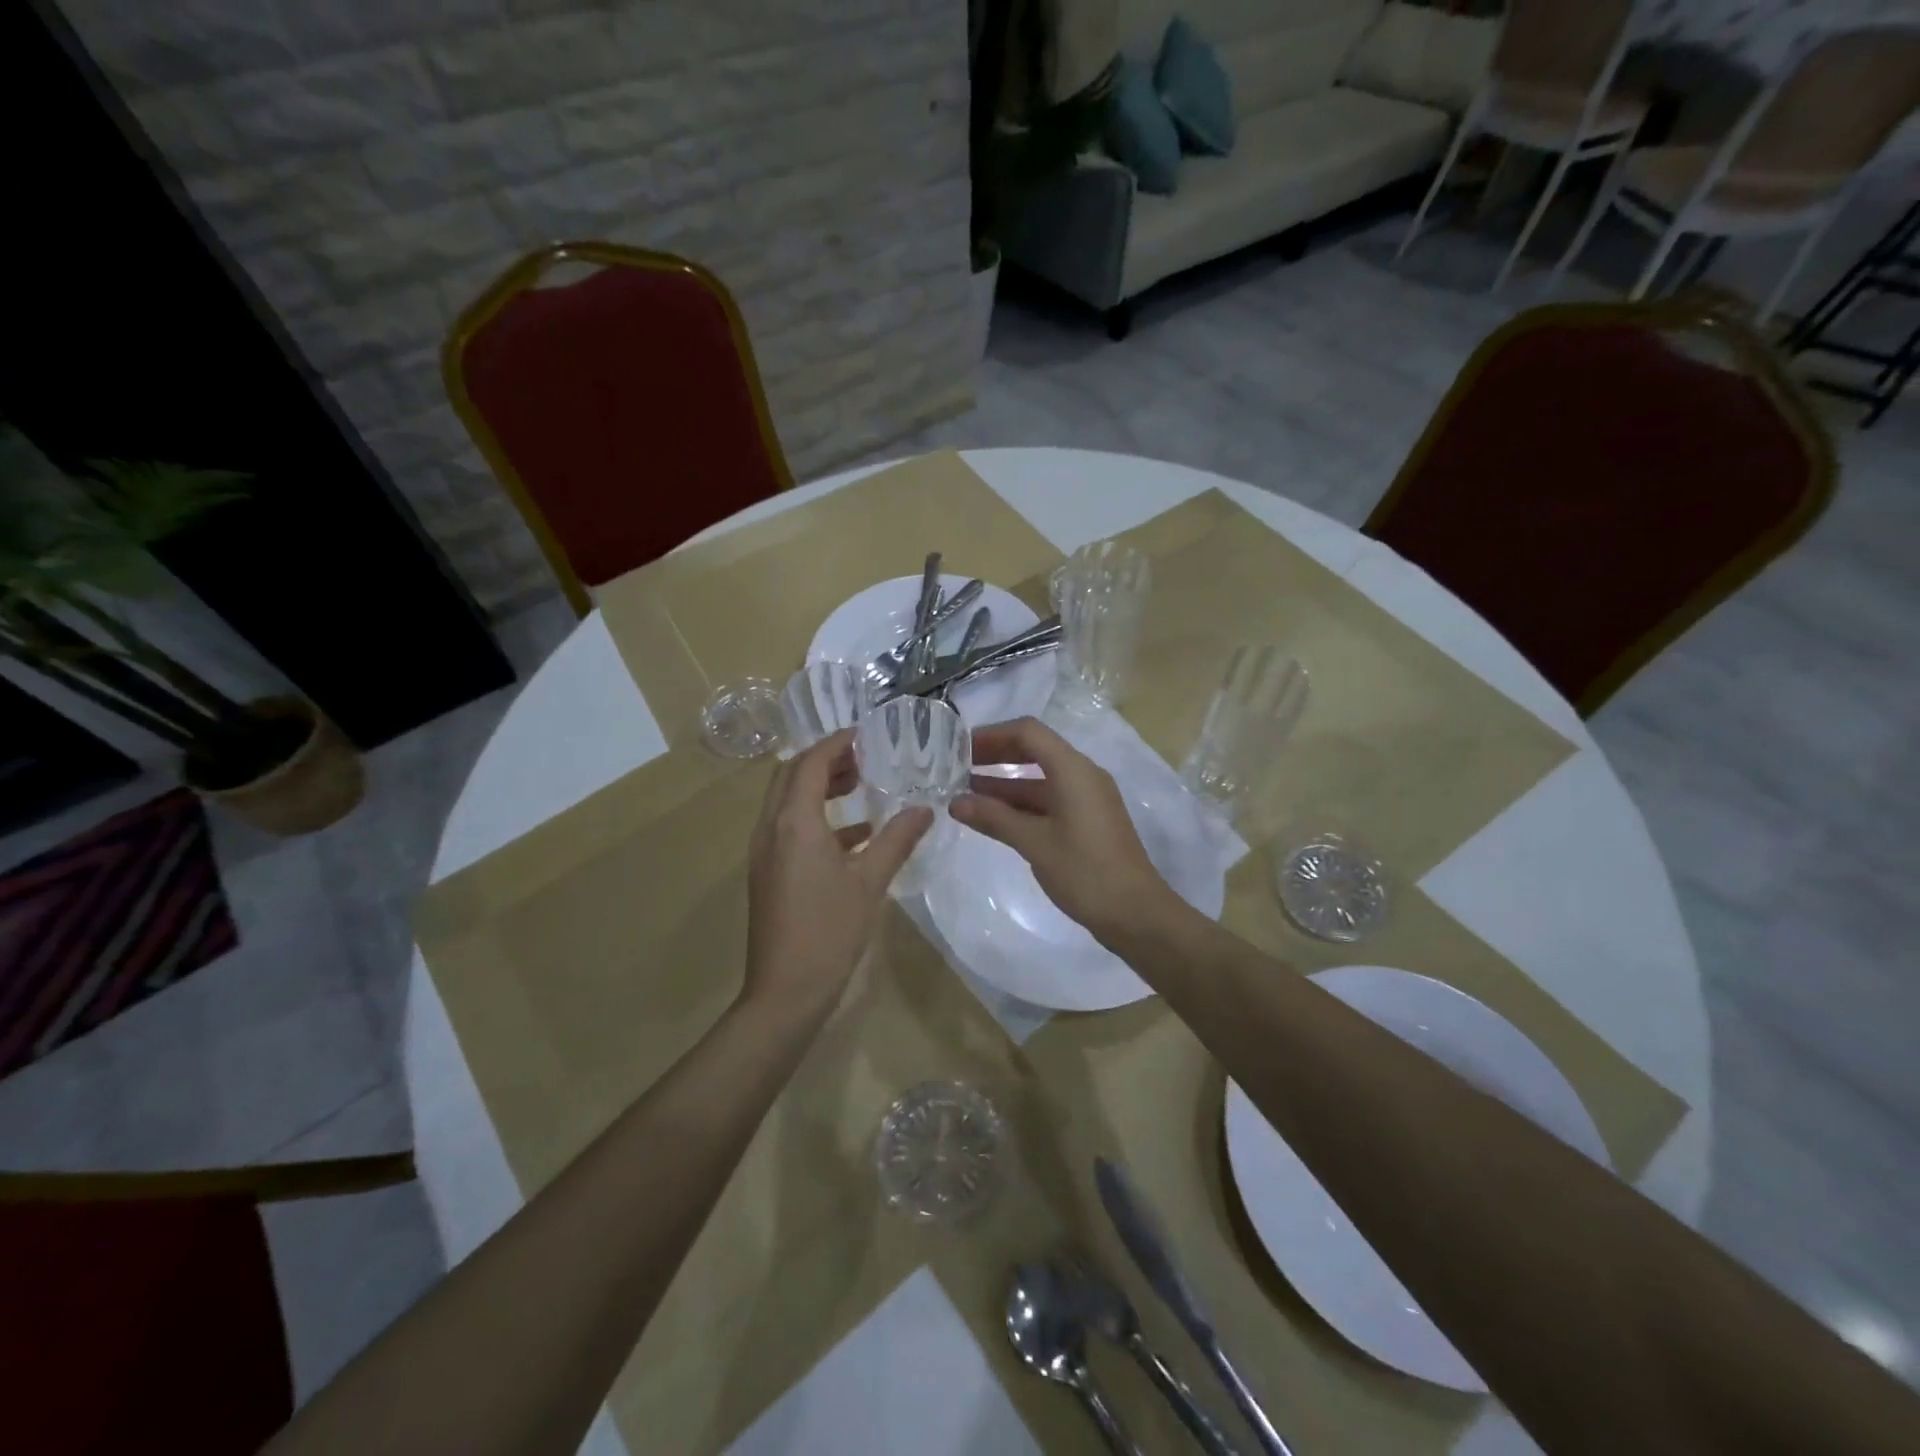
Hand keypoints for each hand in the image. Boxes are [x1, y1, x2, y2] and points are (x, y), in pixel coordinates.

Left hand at [744, 729, 930, 1019]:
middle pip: (791, 775)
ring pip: (786, 800)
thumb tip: (926, 809)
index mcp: (794, 822)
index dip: (836, 743)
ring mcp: (764, 851)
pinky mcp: (767, 872)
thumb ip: (898, 839)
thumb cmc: (829, 931)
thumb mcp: (870, 881)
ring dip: (818, 786)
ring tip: (859, 784)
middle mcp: (771, 828)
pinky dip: (816, 817)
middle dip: (825, 760)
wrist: (785, 991)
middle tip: (864, 757)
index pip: (810, 763)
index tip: (866, 734)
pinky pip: (788, 827)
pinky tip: (854, 832)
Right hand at [952, 717, 1180, 944]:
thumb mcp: (1034, 843)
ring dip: (1004, 784)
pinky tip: (994, 818)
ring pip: (1040, 779)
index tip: (959, 748)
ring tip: (965, 794)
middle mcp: (1082, 776)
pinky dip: (1021, 804)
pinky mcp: (1087, 822)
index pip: (1028, 732)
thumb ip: (994, 818)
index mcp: (1073, 770)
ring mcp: (1087, 800)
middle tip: (958, 768)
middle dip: (996, 756)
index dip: (992, 735)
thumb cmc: (1085, 872)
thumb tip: (955, 803)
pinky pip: (1049, 800)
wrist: (1136, 914)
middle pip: (1034, 750)